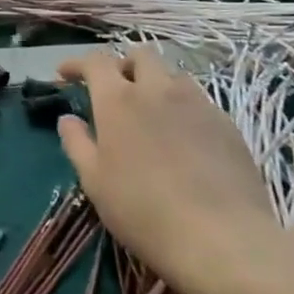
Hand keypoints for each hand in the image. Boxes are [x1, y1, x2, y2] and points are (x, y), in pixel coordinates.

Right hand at [56, 48, 293, 293]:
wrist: (220, 237)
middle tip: (114, 89)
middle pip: (141, 56)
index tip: (66, 75)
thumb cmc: (142, 210)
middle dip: (123, 64)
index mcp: (118, 100)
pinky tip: (183, 138)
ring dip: (156, 84)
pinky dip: (183, 108)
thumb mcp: (94, 181)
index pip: (96, 61)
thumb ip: (76, 143)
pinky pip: (200, 102)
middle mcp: (158, 90)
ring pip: (174, 76)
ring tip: (151, 111)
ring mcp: (197, 104)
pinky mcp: (227, 125)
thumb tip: (67, 119)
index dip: (78, 63)